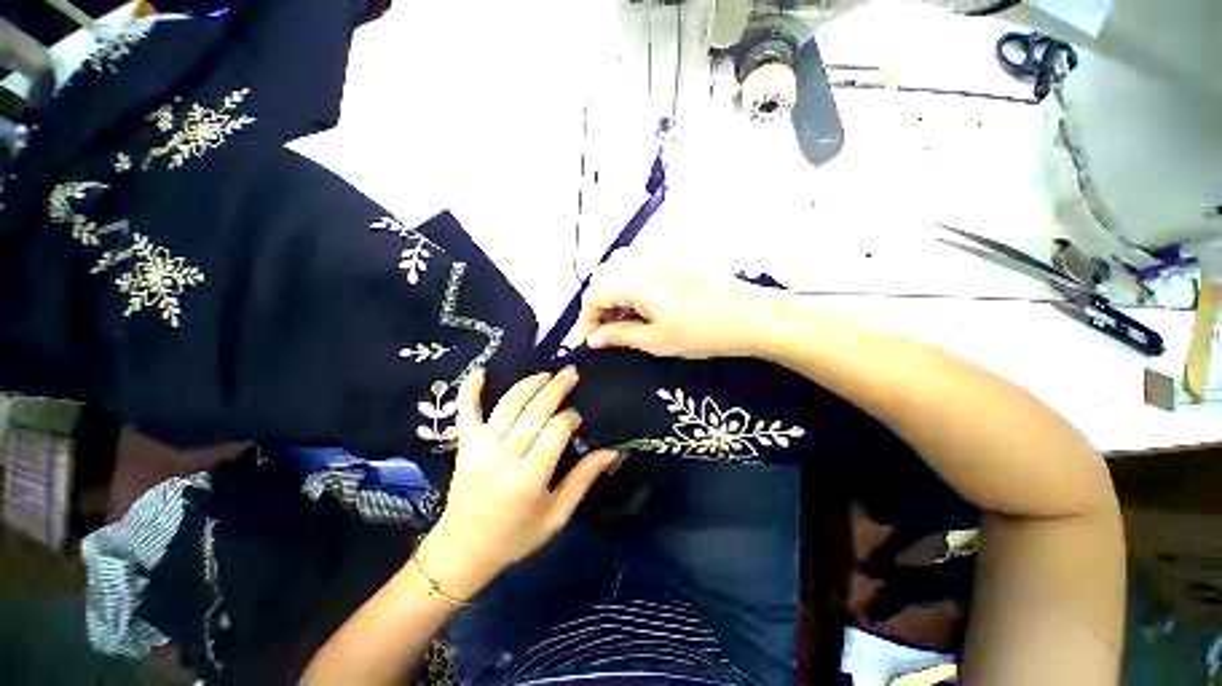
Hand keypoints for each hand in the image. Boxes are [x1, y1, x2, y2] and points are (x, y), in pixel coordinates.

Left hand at [415, 368, 617, 600]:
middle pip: (534, 411)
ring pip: (507, 405)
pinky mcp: (465, 445)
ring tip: (546, 374)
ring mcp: (480, 448)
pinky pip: (465, 412)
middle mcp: (504, 457)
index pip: (555, 432)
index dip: (570, 418)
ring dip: (528, 384)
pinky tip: (481, 373)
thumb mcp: (557, 517)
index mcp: (529, 479)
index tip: (577, 418)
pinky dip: (470, 390)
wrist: (463, 552)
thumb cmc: (516, 537)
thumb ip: (583, 480)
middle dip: (555, 388)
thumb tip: (611, 451)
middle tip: (570, 373)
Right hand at [576, 255, 781, 358]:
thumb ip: (619, 335)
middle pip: (603, 275)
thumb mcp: (656, 341)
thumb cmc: (702, 333)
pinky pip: (640, 263)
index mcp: (634, 281)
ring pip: (620, 266)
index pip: (593, 293)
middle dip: (598, 302)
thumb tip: (592, 339)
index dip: (586, 317)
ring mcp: (660, 255)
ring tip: (624, 316)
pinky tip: (643, 302)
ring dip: (613, 290)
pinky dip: (630, 282)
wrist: (750, 315)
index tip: (592, 338)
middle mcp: (642, 261)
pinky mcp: (674, 257)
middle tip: (607, 328)